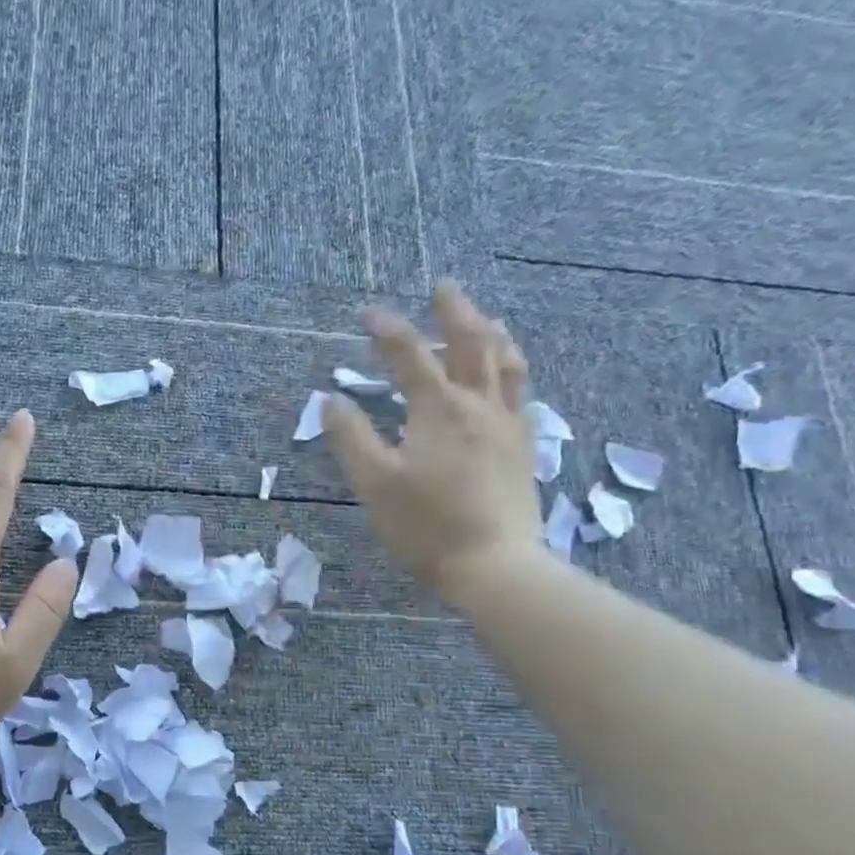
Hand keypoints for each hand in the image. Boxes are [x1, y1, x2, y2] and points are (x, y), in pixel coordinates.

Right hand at [322, 284, 542, 606]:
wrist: (493, 566)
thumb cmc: (426, 526)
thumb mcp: (374, 483)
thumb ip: (351, 438)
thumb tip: (331, 400)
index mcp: (439, 410)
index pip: (410, 355)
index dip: (387, 330)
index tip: (368, 312)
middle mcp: (479, 406)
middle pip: (472, 344)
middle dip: (455, 312)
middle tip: (443, 288)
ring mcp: (508, 427)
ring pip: (507, 365)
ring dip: (493, 334)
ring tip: (486, 318)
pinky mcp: (523, 450)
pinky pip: (522, 396)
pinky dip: (513, 373)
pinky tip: (508, 378)